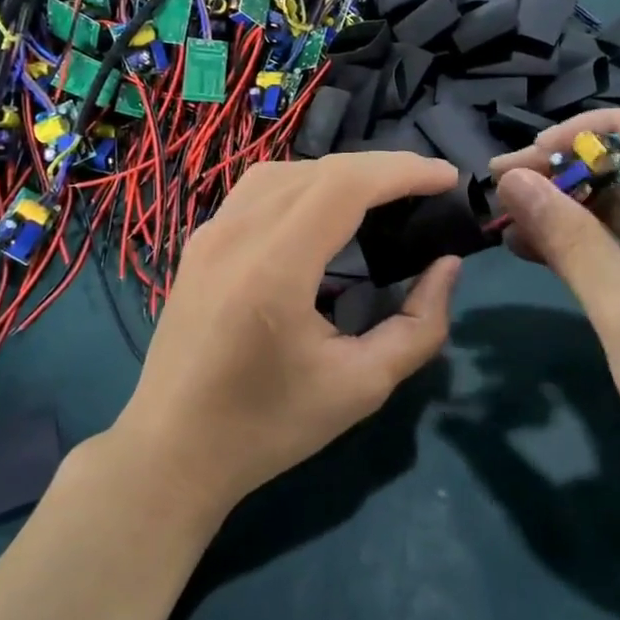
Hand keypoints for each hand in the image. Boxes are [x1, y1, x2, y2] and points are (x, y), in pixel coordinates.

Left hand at [114, 153, 461, 521]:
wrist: (173, 450)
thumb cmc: (268, 426)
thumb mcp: (362, 387)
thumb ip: (418, 326)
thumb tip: (447, 267)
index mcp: (274, 267)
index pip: (346, 184)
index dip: (402, 171)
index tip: (447, 178)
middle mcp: (237, 233)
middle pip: (320, 170)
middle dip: (382, 169)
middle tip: (427, 188)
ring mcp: (210, 233)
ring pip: (287, 171)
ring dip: (341, 173)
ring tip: (382, 196)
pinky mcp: (200, 242)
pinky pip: (259, 190)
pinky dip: (304, 185)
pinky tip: (324, 212)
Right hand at [489, 110, 619, 497]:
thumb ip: (570, 239)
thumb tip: (514, 179)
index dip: (598, 128)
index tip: (540, 149)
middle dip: (568, 168)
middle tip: (505, 182)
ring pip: (617, 206)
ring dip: (564, 205)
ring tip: (505, 213)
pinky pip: (615, 244)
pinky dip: (575, 241)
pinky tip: (527, 247)